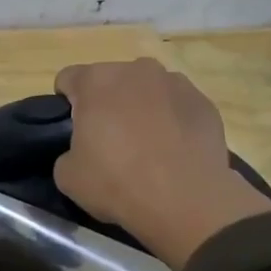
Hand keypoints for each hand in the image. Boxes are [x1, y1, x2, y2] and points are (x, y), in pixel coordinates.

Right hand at [54, 58, 270, 270]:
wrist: (185, 201)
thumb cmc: (116, 183)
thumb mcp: (67, 176)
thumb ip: (67, 152)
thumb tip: (82, 151)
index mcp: (96, 82)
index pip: (68, 79)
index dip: (65, 104)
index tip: (72, 129)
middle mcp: (136, 70)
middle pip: (110, 80)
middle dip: (106, 103)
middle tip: (108, 141)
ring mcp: (176, 83)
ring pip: (147, 90)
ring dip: (140, 108)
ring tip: (146, 146)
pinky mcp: (204, 102)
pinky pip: (177, 106)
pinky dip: (171, 121)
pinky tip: (172, 151)